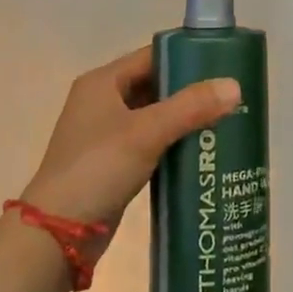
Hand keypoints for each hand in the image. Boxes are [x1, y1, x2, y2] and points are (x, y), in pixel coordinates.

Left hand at [19, 48, 240, 257]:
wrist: (57, 234)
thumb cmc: (98, 168)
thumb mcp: (146, 132)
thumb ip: (191, 107)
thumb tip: (235, 85)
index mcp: (102, 82)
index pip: (151, 56)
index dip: (186, 57)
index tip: (223, 64)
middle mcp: (102, 101)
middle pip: (154, 85)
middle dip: (189, 91)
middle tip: (230, 96)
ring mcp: (106, 134)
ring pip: (154, 116)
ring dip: (183, 120)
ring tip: (224, 122)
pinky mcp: (112, 164)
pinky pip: (150, 143)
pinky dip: (172, 144)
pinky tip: (201, 152)